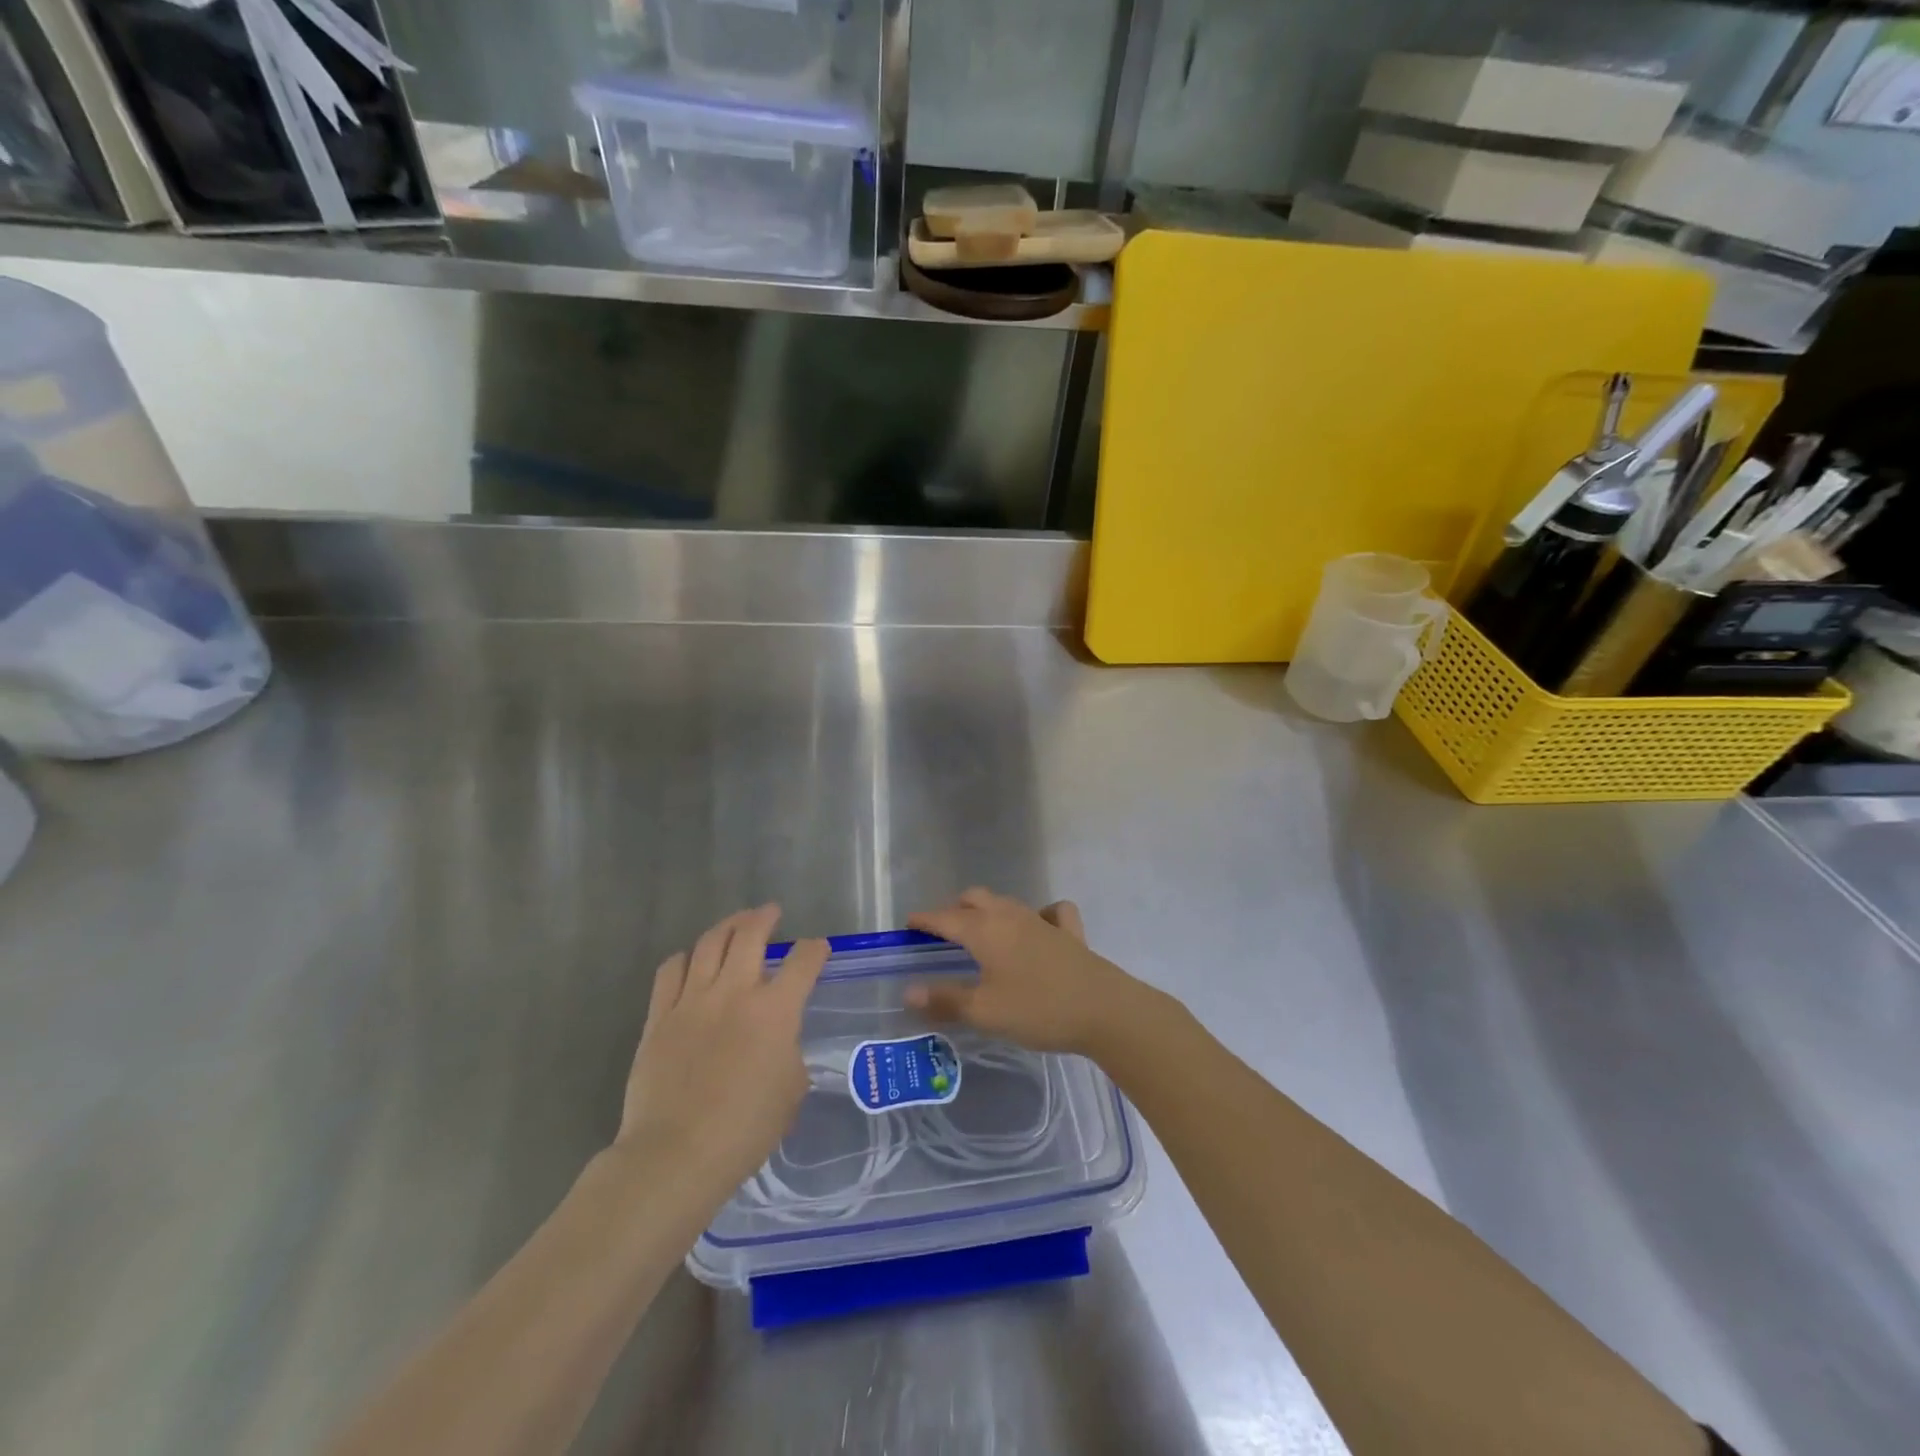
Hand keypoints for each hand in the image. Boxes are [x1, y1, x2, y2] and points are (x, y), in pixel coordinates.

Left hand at [614, 906, 826, 1201]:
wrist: (676, 1154)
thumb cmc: (745, 1129)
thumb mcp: (791, 1092)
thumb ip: (790, 1054)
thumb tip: (780, 1044)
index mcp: (775, 1011)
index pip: (803, 962)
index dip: (815, 950)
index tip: (818, 949)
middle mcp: (734, 992)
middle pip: (750, 935)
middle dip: (765, 917)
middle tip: (771, 912)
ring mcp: (692, 1001)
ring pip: (709, 943)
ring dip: (727, 926)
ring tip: (735, 923)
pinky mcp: (659, 1016)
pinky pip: (671, 970)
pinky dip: (685, 957)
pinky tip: (690, 960)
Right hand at [905, 888, 1147, 1055]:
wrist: (1104, 1010)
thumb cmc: (1037, 1009)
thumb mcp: (985, 1011)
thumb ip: (945, 1000)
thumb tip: (909, 991)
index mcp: (985, 930)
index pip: (945, 918)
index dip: (924, 920)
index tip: (908, 925)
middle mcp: (1011, 915)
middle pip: (975, 899)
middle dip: (955, 909)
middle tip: (942, 933)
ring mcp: (1043, 920)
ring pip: (1007, 903)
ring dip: (988, 911)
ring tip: (981, 932)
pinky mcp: (1070, 932)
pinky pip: (1051, 913)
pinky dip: (1038, 915)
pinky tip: (1038, 928)